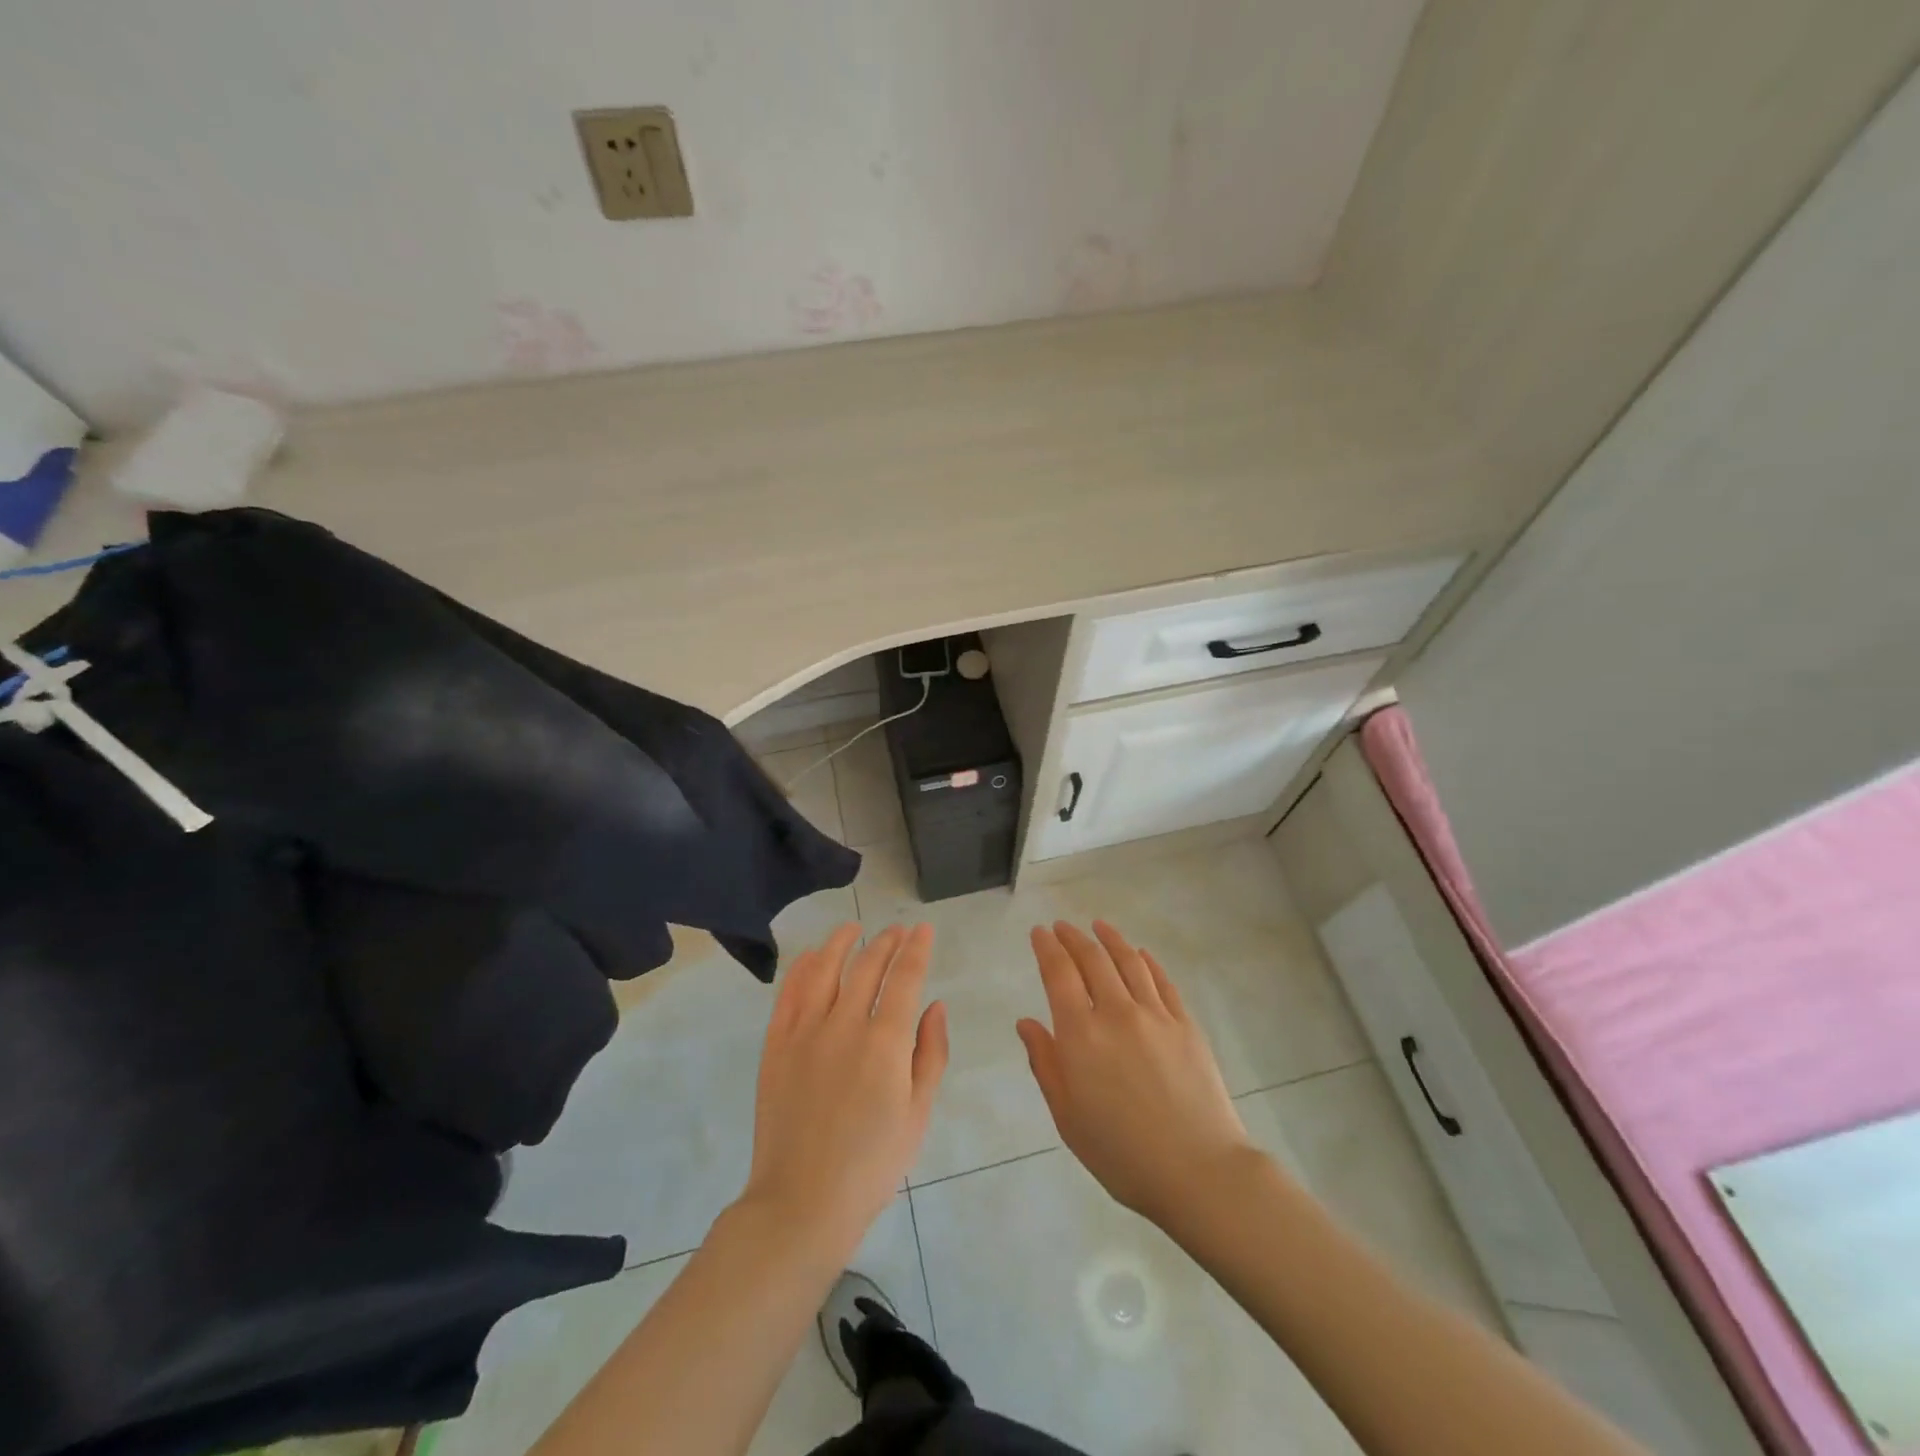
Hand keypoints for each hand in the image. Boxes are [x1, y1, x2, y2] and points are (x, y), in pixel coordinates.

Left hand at [742, 923, 947, 1256]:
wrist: (802, 1202)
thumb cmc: (872, 1164)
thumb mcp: (918, 1114)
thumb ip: (931, 1053)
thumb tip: (935, 1005)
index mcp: (885, 1043)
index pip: (905, 978)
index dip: (916, 949)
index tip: (923, 929)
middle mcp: (845, 1025)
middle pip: (867, 966)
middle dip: (886, 942)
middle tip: (897, 930)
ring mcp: (805, 1032)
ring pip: (825, 969)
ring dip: (842, 942)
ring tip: (854, 928)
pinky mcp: (776, 1045)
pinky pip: (789, 993)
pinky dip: (802, 967)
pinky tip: (812, 956)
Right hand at [1018, 921, 1254, 1225]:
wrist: (1199, 1170)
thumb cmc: (1122, 1153)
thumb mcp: (1068, 1117)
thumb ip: (1046, 1063)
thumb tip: (1027, 1022)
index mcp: (1081, 1035)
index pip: (1059, 974)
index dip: (1047, 948)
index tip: (1039, 932)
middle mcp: (1116, 1012)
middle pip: (1092, 960)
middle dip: (1073, 938)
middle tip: (1062, 926)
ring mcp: (1155, 1015)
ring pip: (1128, 962)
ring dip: (1110, 939)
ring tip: (1098, 926)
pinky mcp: (1185, 1024)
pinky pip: (1162, 981)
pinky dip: (1147, 962)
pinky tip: (1140, 954)